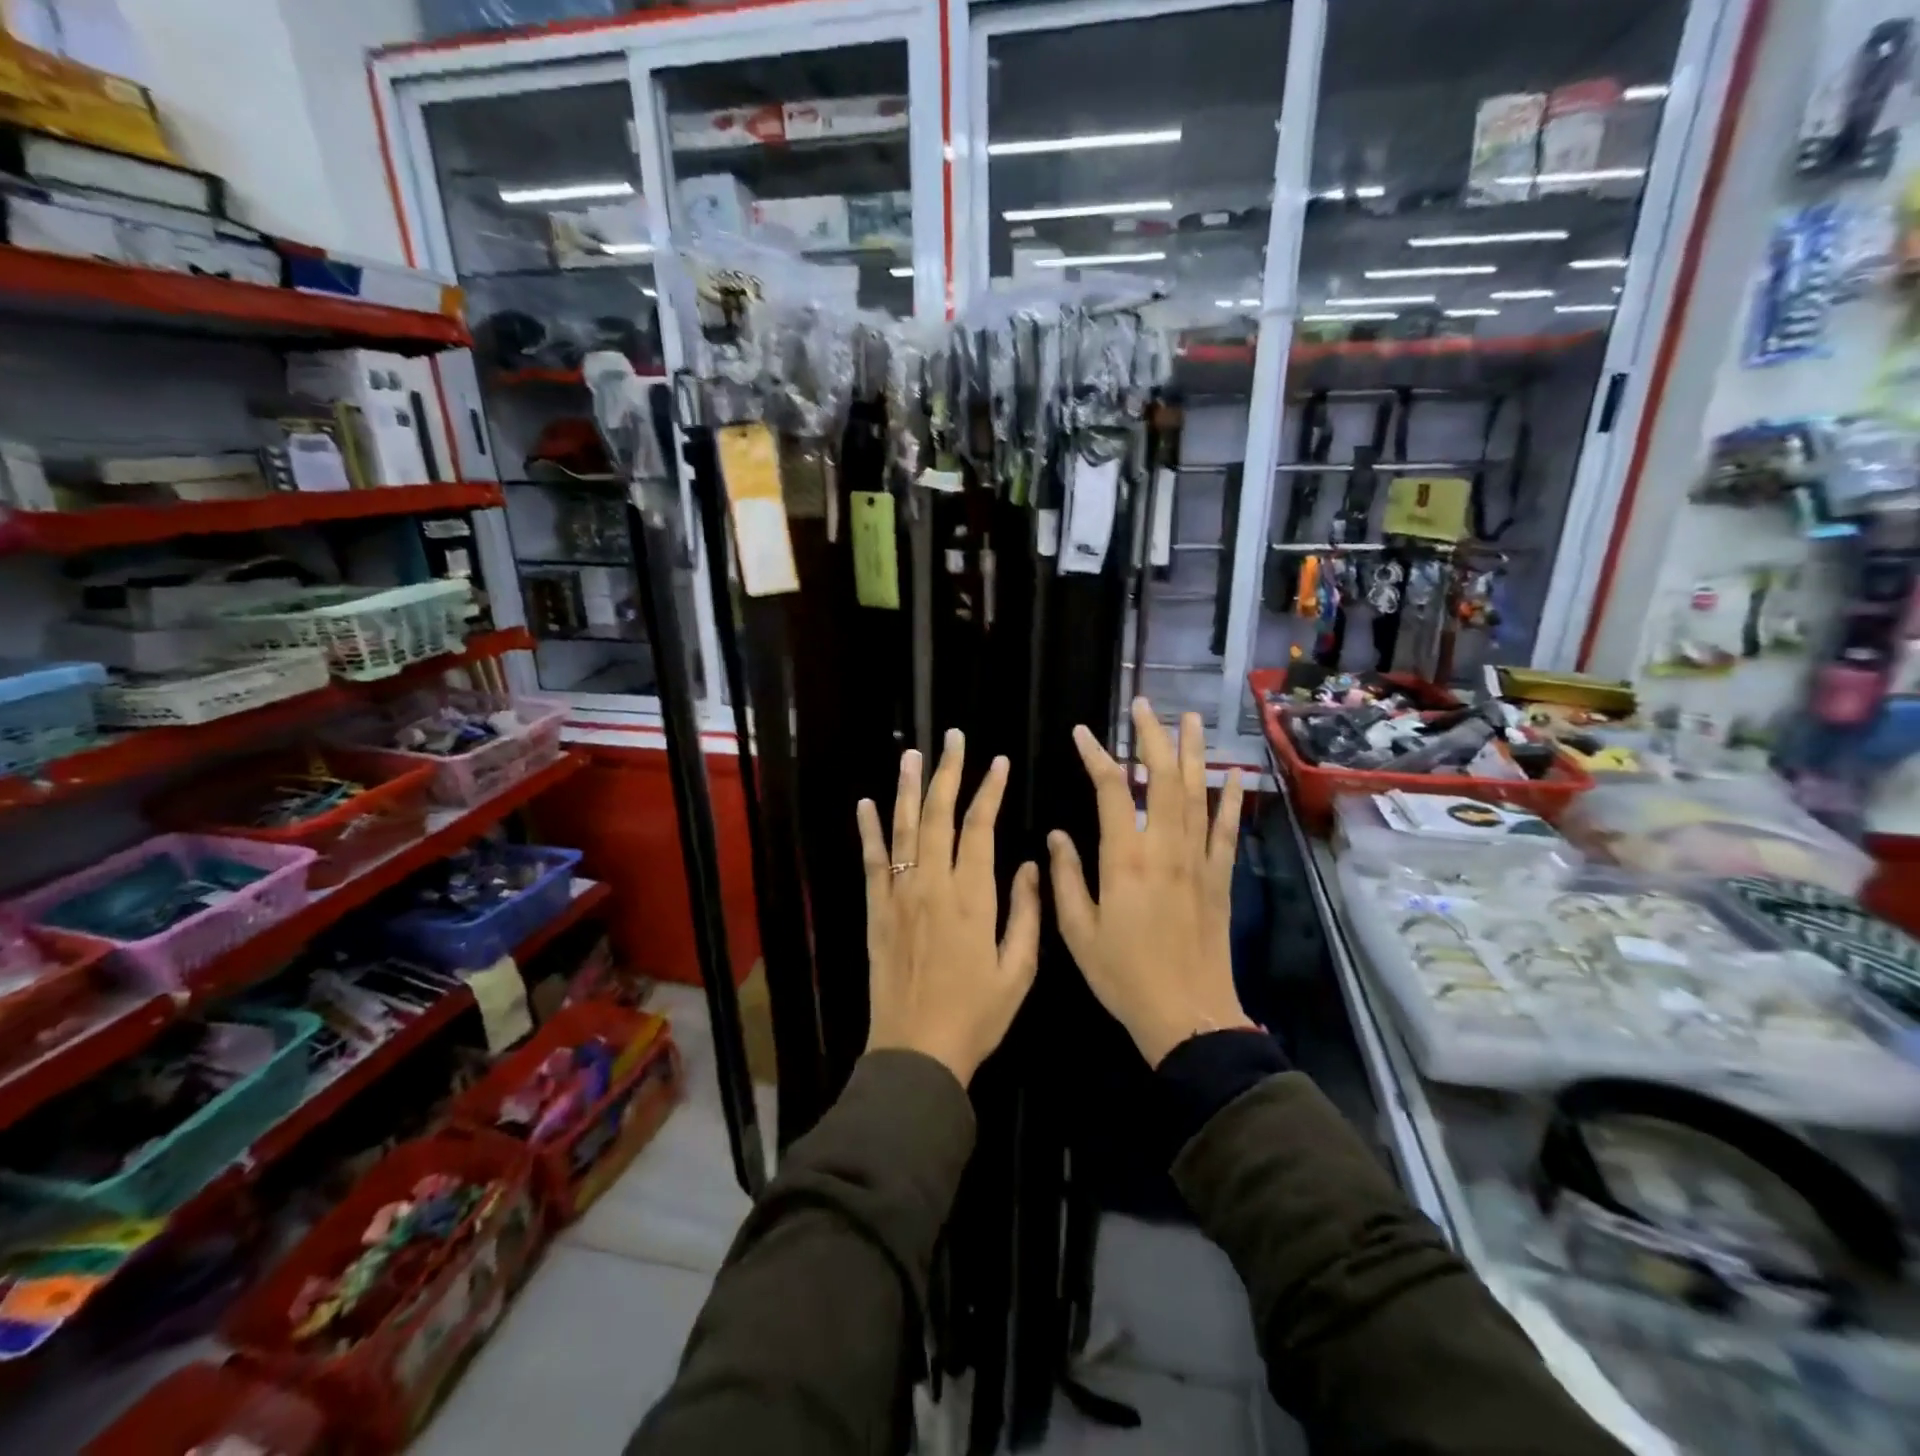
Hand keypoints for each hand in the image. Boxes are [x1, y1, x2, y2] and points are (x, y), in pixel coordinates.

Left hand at [858, 729, 1041, 1087]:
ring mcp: (899, 896)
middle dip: (947, 773)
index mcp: (972, 897)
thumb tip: (1028, 864)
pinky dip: (868, 830)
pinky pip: (871, 862)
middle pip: (938, 816)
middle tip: (952, 738)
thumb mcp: (1018, 971)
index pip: (979, 827)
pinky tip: (866, 803)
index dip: (989, 790)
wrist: (916, 1052)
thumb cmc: (976, 1015)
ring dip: (907, 788)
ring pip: (903, 829)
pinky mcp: (876, 912)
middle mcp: (932, 886)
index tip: (998, 763)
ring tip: (912, 754)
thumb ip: (1026, 913)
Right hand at [1049, 700, 1249, 1067]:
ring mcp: (1198, 860)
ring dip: (1191, 753)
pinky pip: (1226, 829)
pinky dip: (1230, 799)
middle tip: (1142, 706)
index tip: (1082, 733)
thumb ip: (1066, 878)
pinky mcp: (1220, 877)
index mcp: (1125, 859)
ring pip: (1196, 793)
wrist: (1186, 1015)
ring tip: (1189, 718)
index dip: (1096, 755)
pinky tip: (1234, 773)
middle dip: (1151, 737)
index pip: (1110, 790)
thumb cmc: (1123, 975)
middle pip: (1160, 778)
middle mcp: (1165, 848)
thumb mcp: (1078, 931)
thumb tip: (1056, 836)